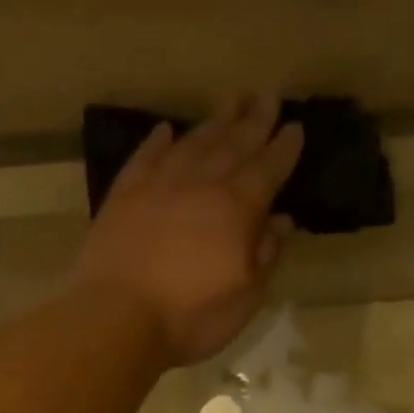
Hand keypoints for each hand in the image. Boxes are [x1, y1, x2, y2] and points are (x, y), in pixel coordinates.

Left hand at [75, 93, 303, 365]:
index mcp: (237, 209)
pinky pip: (146, 156)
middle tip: (267, 94)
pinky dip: (159, 141)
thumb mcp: (245, 298)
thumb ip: (265, 255)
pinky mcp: (124, 194)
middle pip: (233, 144)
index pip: (268, 170)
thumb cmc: (190, 317)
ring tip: (232, 100)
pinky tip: (167, 130)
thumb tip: (282, 221)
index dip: (284, 149)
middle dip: (254, 120)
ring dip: (215, 121)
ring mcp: (159, 185)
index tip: (295, 126)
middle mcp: (201, 184)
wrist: (118, 318)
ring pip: (194, 142)